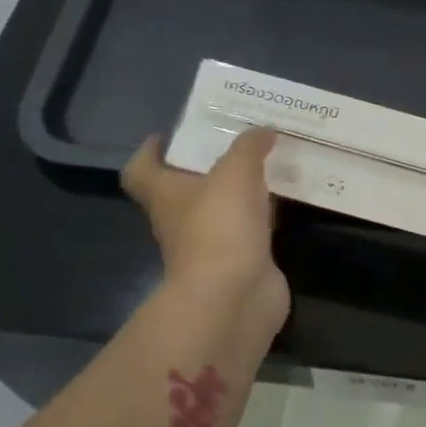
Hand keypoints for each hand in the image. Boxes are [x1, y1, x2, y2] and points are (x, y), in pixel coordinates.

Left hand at [122, 129, 288, 331]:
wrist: (234, 296)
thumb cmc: (219, 227)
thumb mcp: (236, 173)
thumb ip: (249, 147)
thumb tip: (263, 130)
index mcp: (165, 194)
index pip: (140, 170)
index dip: (149, 152)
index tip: (167, 137)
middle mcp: (180, 220)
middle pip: (184, 189)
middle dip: (206, 167)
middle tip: (236, 142)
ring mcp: (210, 245)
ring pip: (221, 210)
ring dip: (239, 192)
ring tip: (268, 165)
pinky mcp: (240, 262)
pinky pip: (250, 231)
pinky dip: (263, 217)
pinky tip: (285, 200)